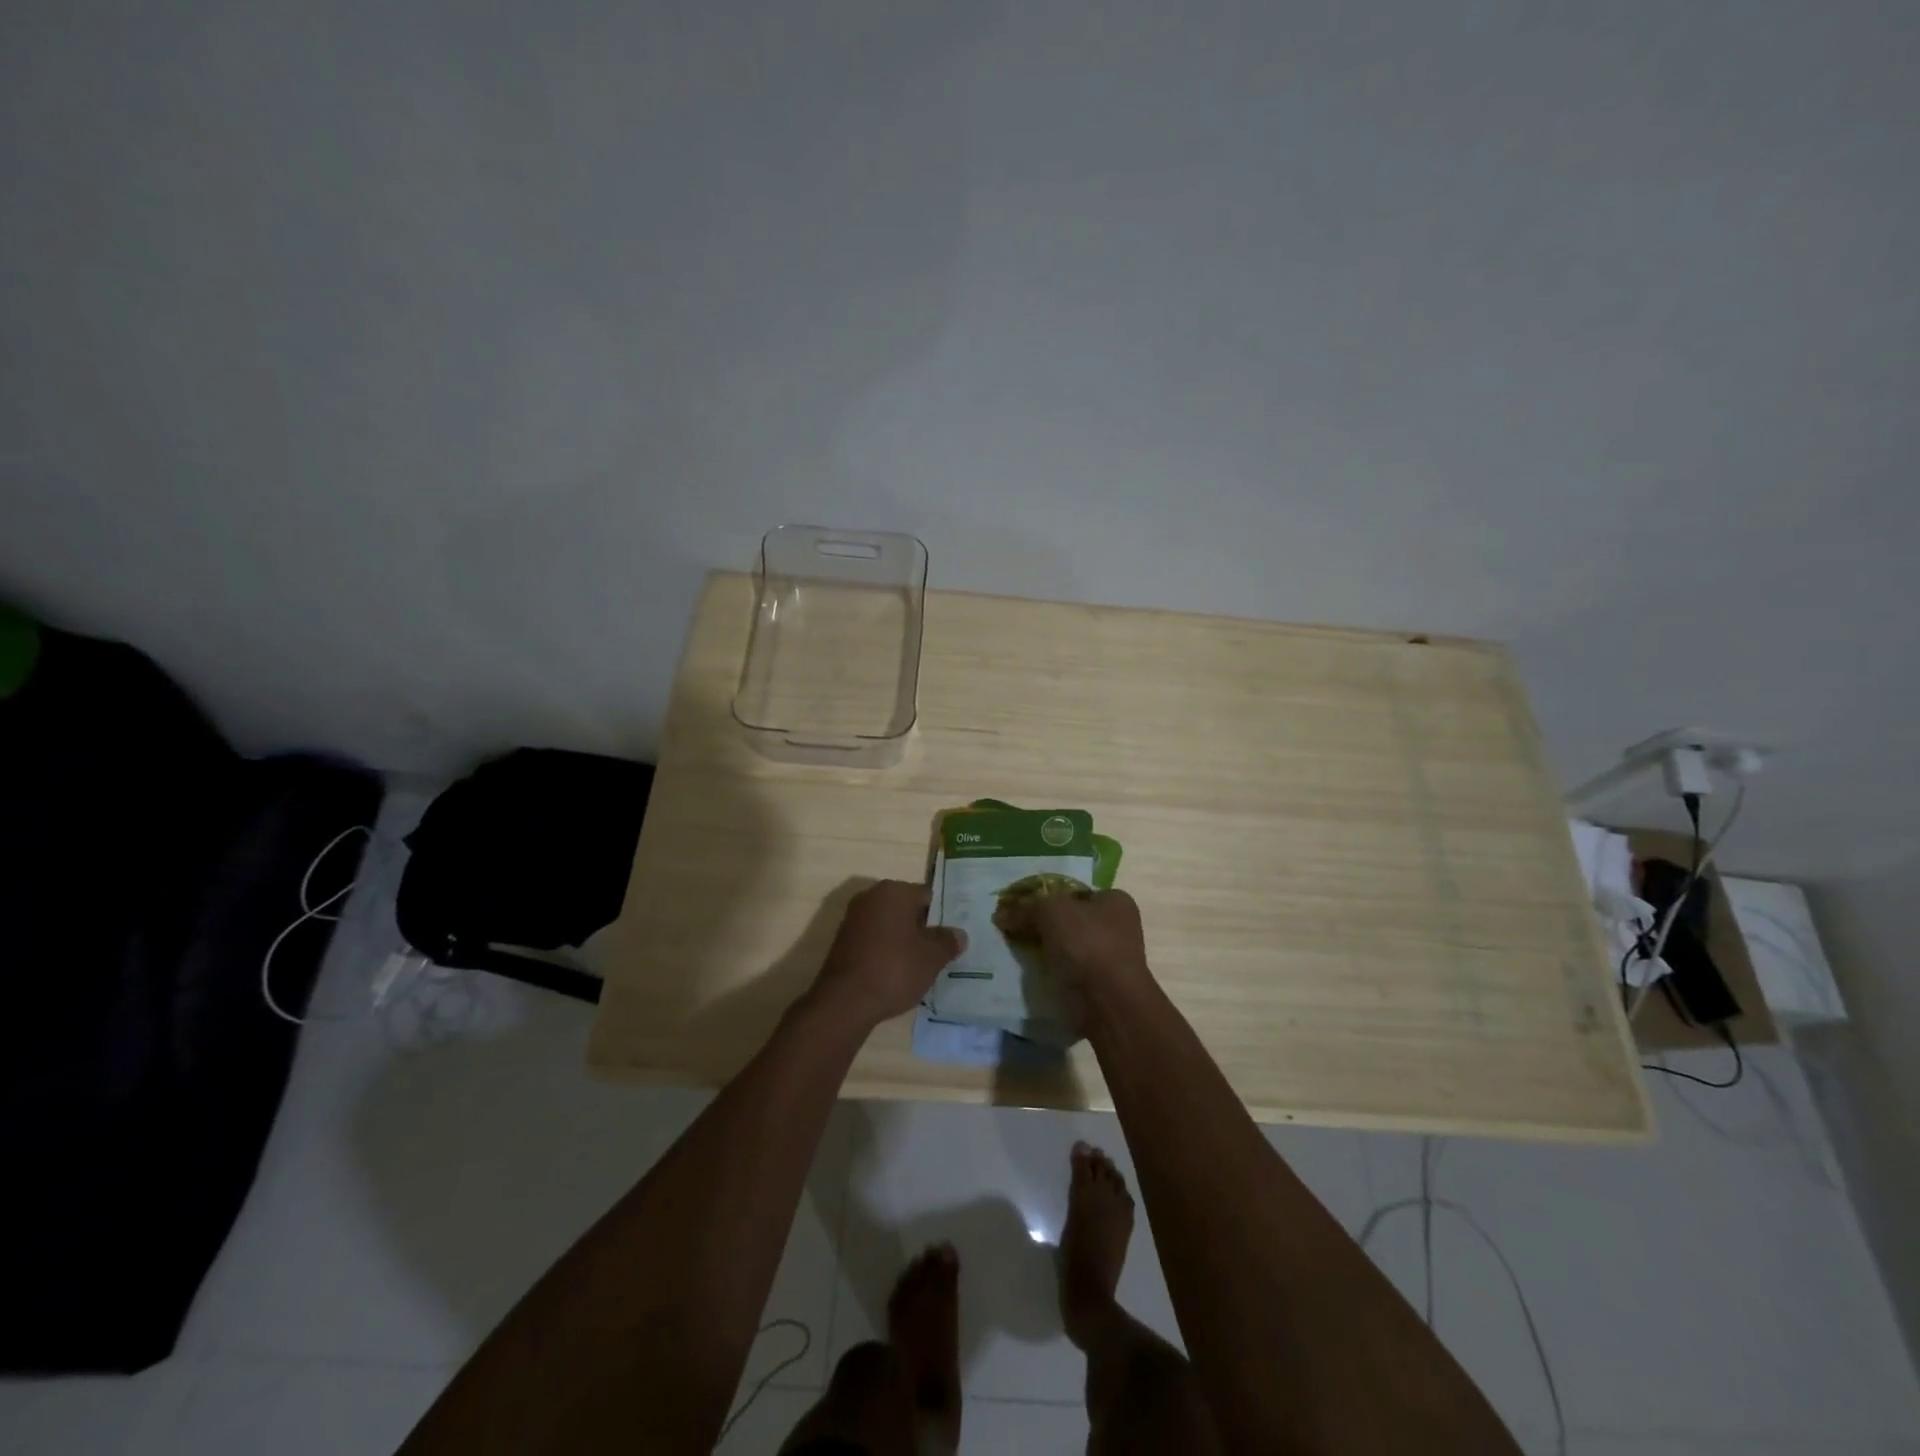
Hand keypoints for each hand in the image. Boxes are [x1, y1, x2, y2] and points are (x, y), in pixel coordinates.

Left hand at [808, 880, 964, 1032]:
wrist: (845, 1001)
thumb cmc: (894, 969)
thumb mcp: (932, 958)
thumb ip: (948, 942)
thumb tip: (958, 934)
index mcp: (894, 891)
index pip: (927, 896)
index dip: (942, 916)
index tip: (951, 937)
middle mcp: (871, 896)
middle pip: (907, 908)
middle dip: (922, 927)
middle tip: (940, 951)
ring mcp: (854, 918)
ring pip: (890, 925)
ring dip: (904, 940)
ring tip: (920, 965)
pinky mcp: (843, 940)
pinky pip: (874, 939)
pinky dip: (886, 950)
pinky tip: (896, 972)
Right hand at [998, 888, 1152, 1015]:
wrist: (1107, 1003)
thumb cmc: (1086, 944)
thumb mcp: (1050, 911)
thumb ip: (1025, 908)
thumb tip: (1002, 914)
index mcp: (1115, 901)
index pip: (1074, 892)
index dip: (1047, 896)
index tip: (1022, 907)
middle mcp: (1117, 927)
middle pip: (1069, 920)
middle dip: (1043, 925)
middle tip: (1014, 929)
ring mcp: (1108, 959)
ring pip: (1066, 947)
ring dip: (1044, 950)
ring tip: (1015, 950)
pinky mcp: (1097, 986)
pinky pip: (1066, 972)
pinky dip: (1049, 972)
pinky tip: (1028, 972)